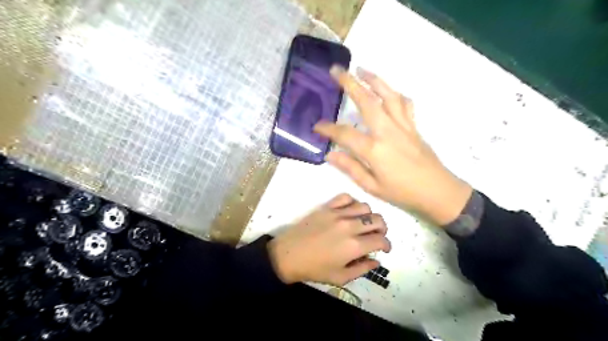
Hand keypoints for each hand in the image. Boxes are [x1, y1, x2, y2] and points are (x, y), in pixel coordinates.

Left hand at [266, 193, 388, 286]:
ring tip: (363, 223)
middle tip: (376, 236)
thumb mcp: (340, 277)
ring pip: (365, 206)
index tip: (384, 249)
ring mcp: (337, 214)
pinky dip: (352, 202)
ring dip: (369, 215)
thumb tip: (376, 261)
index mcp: (354, 246)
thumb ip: (362, 269)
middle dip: (382, 229)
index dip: (387, 245)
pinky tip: (349, 212)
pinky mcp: (327, 207)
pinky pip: (346, 197)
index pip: (381, 240)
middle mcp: (350, 226)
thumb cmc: (314, 269)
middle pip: (377, 220)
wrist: (288, 254)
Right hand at [316, 67, 472, 225]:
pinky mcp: (413, 126)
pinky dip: (395, 93)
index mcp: (374, 149)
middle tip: (336, 70)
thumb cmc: (403, 192)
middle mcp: (388, 131)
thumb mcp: (372, 187)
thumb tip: (330, 155)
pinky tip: (388, 91)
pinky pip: (405, 104)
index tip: (317, 126)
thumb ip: (350, 168)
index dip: (328, 129)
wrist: (437, 191)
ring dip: (373, 80)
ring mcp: (403, 125)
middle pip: (367, 101)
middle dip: (349, 83)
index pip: (344, 134)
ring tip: (361, 69)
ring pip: (388, 95)